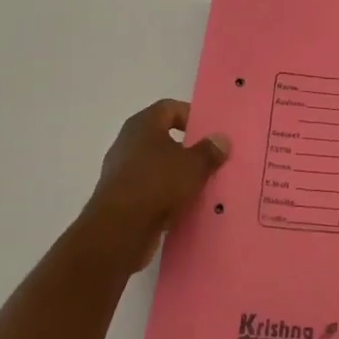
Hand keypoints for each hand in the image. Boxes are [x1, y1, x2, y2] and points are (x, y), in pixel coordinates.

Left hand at [80, 100, 230, 270]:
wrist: (117, 230)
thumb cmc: (157, 184)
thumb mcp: (193, 165)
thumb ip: (209, 150)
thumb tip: (221, 139)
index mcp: (143, 124)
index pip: (170, 107)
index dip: (191, 116)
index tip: (209, 133)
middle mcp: (128, 142)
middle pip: (163, 137)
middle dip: (186, 148)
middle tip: (209, 159)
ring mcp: (121, 170)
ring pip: (156, 165)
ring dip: (176, 174)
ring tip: (199, 185)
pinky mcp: (119, 197)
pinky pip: (148, 188)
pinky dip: (164, 194)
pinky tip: (181, 206)